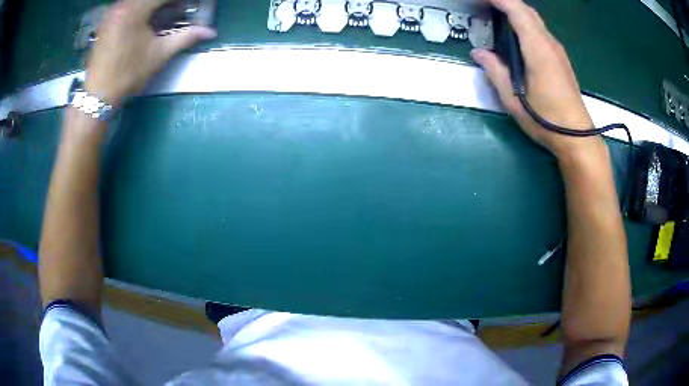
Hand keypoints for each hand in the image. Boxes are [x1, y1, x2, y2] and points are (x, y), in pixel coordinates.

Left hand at [85, 0, 215, 106]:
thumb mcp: (159, 54)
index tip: (189, 6)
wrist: (98, 96)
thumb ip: (186, 37)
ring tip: (164, 14)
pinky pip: (127, 6)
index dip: (180, 1)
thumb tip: (210, 32)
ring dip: (153, 6)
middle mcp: (122, 5)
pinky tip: (146, 20)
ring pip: (138, 1)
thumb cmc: (128, 74)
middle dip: (167, 3)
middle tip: (179, 10)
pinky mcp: (106, 20)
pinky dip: (140, 9)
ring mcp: (112, 12)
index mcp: (135, 9)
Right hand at [471, 0, 600, 159]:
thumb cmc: (546, 120)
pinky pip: (539, 31)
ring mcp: (557, 50)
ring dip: (514, 12)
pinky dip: (524, 24)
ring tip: (494, 17)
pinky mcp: (560, 59)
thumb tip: (478, 52)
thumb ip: (495, 71)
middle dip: (504, 2)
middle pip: (526, 10)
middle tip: (483, 7)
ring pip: (534, 19)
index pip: (516, 9)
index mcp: (537, 48)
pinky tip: (514, 36)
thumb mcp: (514, 100)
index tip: (479, 0)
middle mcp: (549, 43)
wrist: (578, 137)